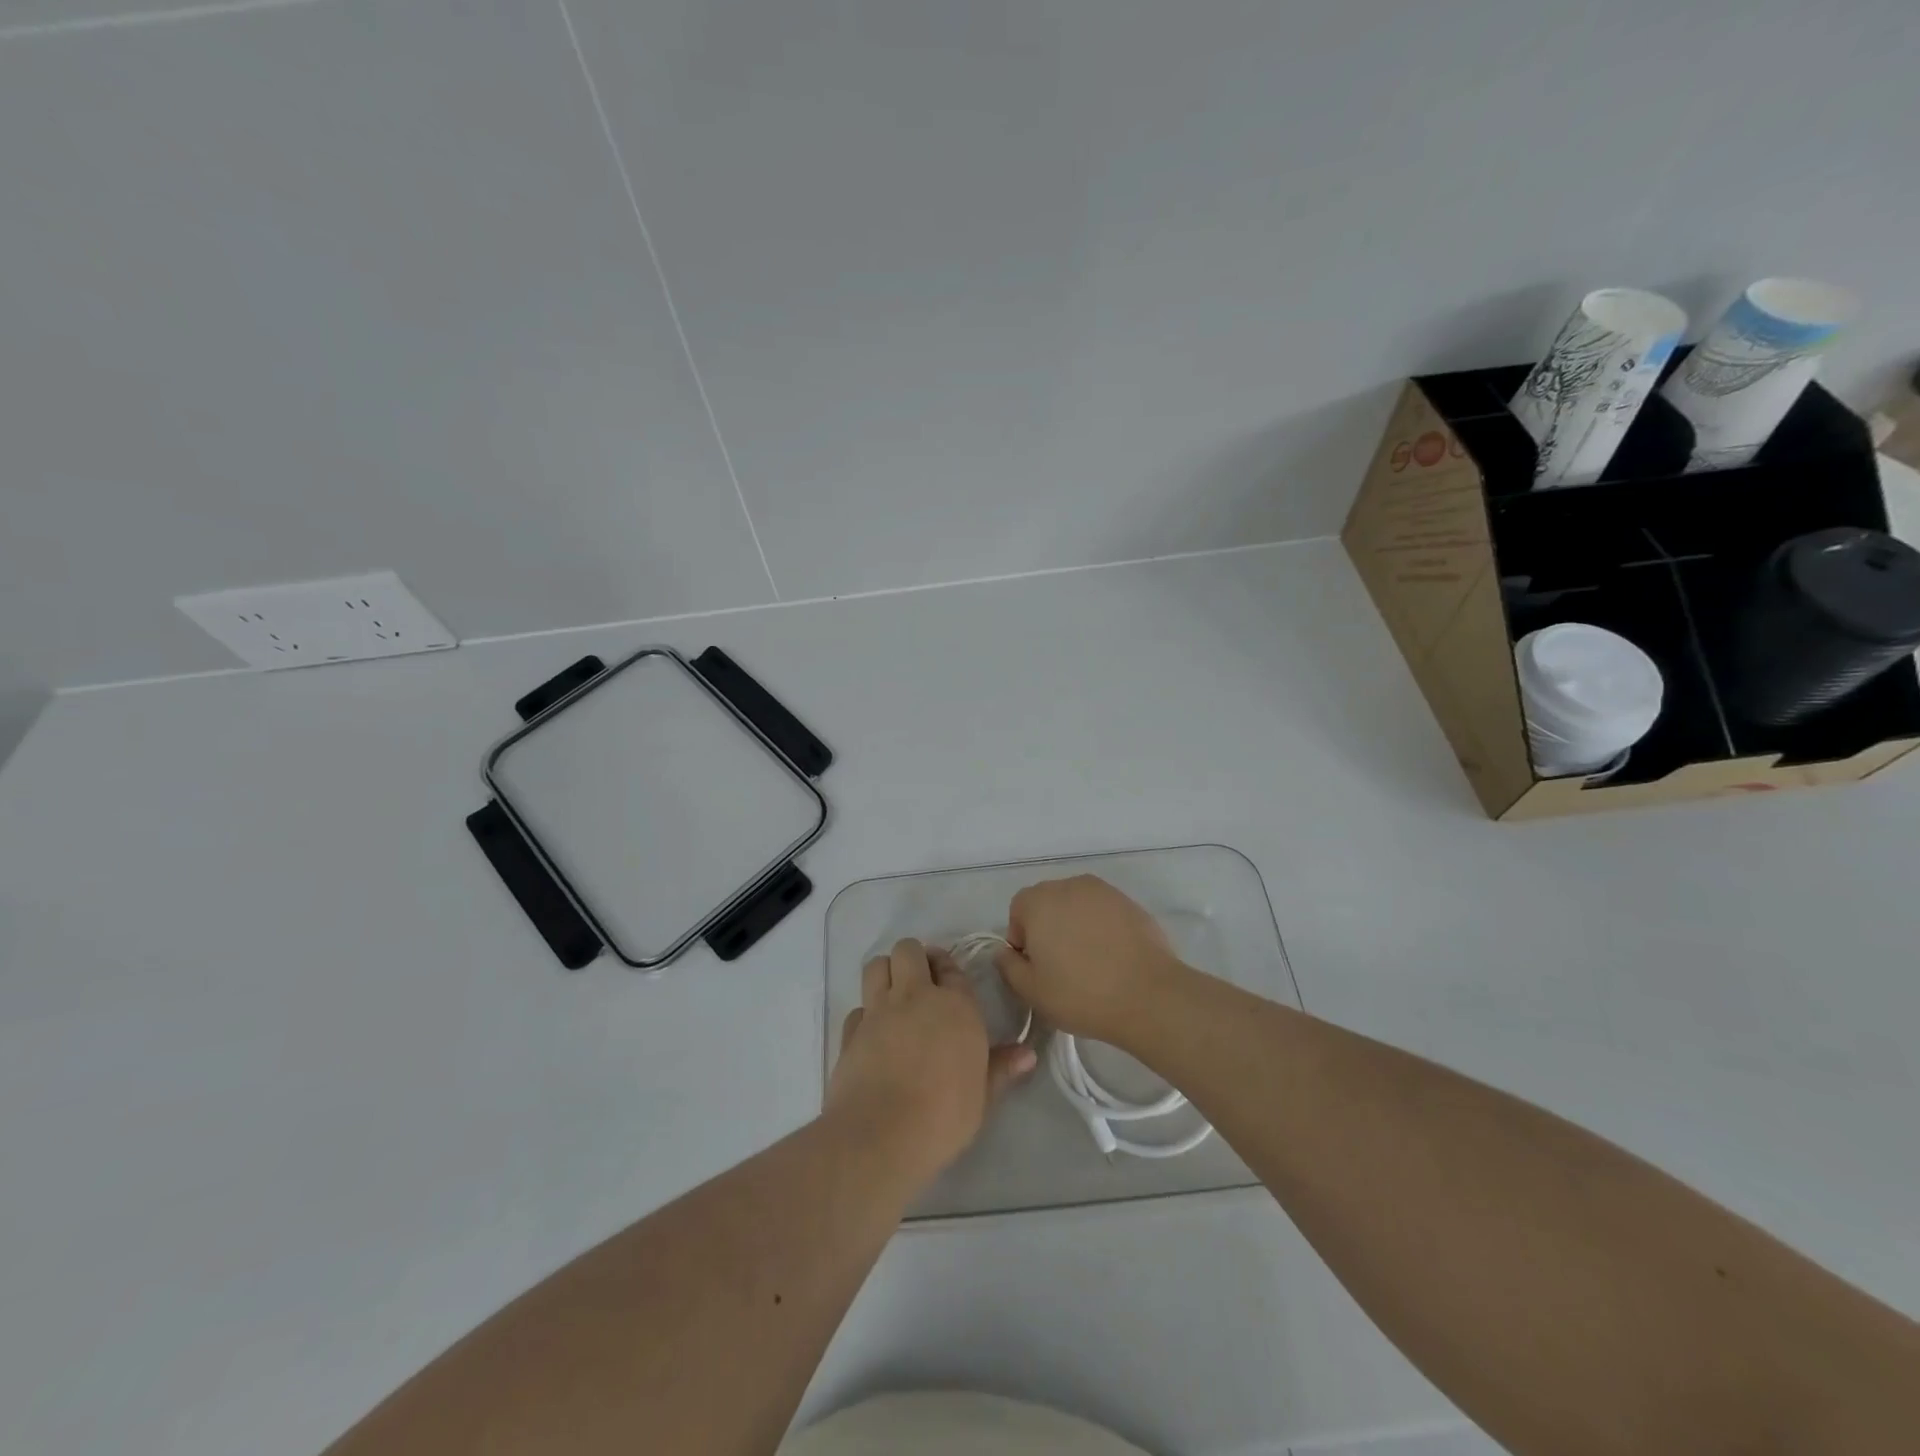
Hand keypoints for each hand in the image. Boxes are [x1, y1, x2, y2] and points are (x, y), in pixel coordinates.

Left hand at [827, 938, 1035, 1185]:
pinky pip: (857, 1007)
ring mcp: (878, 1010)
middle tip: (921, 981)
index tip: (948, 980)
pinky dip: (865, 1014)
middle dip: (914, 957)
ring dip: (886, 972)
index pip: (951, 967)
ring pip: (877, 965)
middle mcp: (915, 996)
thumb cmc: (944, 1116)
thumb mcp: (983, 1096)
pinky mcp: (850, 1031)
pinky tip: (873, 1034)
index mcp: (955, 1006)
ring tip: (894, 995)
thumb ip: (1001, 1068)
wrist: (882, 1135)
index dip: (947, 968)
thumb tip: (1028, 1054)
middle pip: (908, 950)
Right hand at [995, 876, 1185, 1048]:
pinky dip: (1102, 928)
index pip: (1018, 910)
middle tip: (1060, 966)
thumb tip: (1005, 951)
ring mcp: (1104, 891)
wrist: (1148, 995)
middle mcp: (1069, 885)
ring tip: (1089, 961)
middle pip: (1048, 903)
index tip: (1035, 967)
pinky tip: (1112, 958)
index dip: (1021, 939)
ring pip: (1077, 906)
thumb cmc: (1081, 994)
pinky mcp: (1130, 903)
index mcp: (1039, 901)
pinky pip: (1104, 912)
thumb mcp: (1031, 990)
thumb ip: (1008, 966)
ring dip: (1076, 926)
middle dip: (1048, 928)